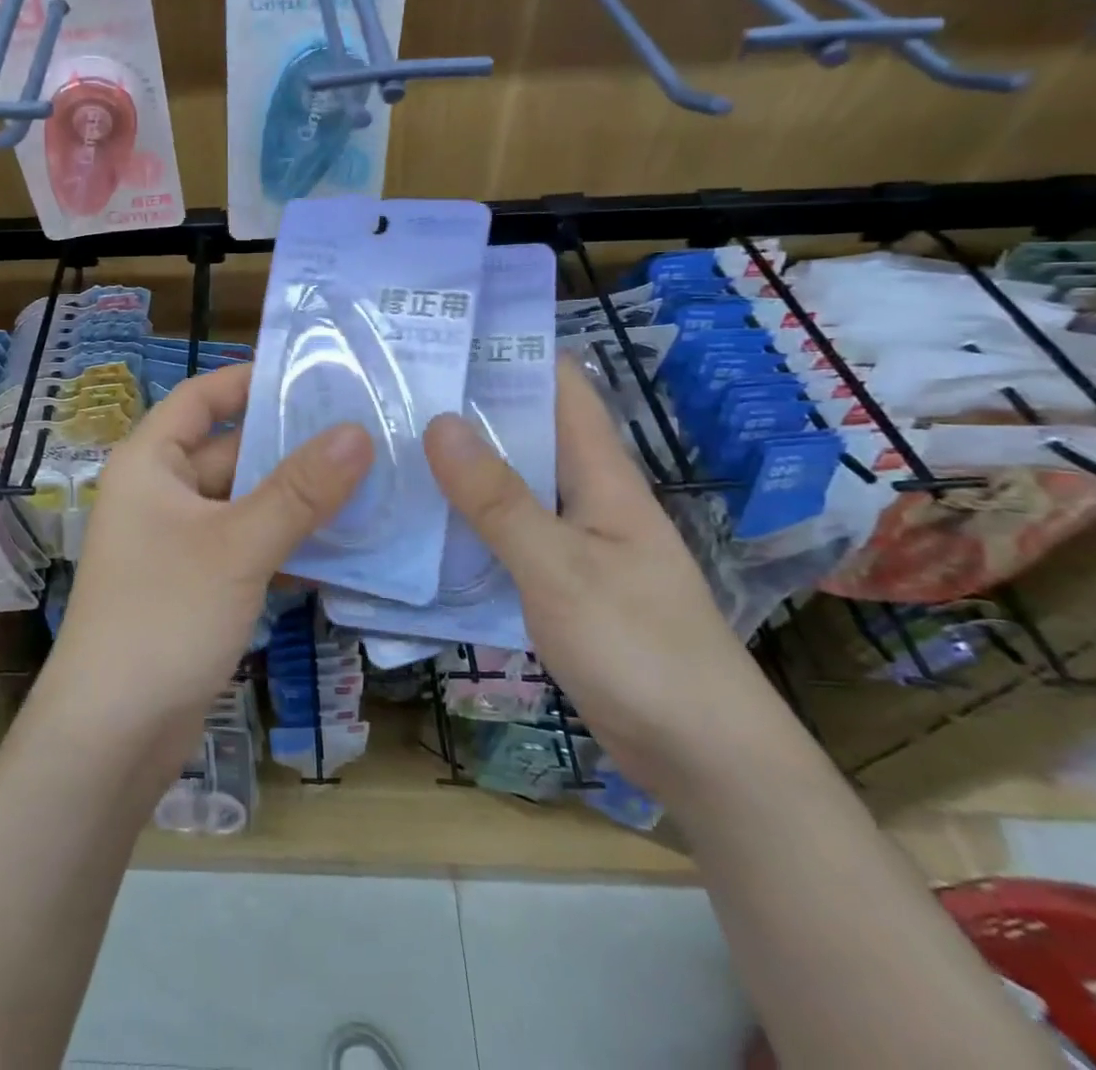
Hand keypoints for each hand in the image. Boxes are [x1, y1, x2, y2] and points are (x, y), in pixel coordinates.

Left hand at [48, 365, 374, 737]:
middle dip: (292, 445)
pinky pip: (248, 546)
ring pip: (246, 503)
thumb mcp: (237, 546)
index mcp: (151, 463)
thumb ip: (299, 491)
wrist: (112, 735)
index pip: (201, 397)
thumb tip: (358, 433)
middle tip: (365, 432)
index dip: (250, 380)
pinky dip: (288, 543)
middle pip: (231, 450)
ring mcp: (179, 542)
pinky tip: (344, 547)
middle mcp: (160, 493)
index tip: (314, 374)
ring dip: (298, 499)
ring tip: (371, 482)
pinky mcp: (197, 585)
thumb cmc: (164, 617)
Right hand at [423, 361, 786, 794]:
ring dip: (459, 469)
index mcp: (601, 474)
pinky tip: (418, 526)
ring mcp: (572, 543)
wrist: (706, 759)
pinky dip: (466, 524)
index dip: (509, 352)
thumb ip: (498, 499)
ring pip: (509, 487)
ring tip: (389, 447)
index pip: (560, 385)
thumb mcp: (559, 567)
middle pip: (524, 433)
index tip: (442, 336)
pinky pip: (504, 538)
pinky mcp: (558, 585)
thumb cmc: (640, 648)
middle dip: (466, 409)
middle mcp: (586, 497)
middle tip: (392, 391)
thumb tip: (440, 422)